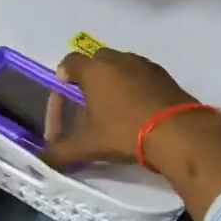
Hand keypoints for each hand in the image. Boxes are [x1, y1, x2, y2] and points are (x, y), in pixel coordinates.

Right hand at [43, 48, 220, 220]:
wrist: (178, 133)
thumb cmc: (124, 132)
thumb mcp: (88, 146)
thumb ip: (61, 153)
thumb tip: (41, 160)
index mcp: (94, 70)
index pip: (69, 62)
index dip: (62, 78)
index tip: (64, 96)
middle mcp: (118, 59)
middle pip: (97, 62)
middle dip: (90, 79)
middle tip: (88, 105)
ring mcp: (145, 65)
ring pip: (122, 67)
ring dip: (115, 83)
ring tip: (115, 111)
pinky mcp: (166, 76)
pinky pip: (143, 77)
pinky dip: (136, 89)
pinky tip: (139, 113)